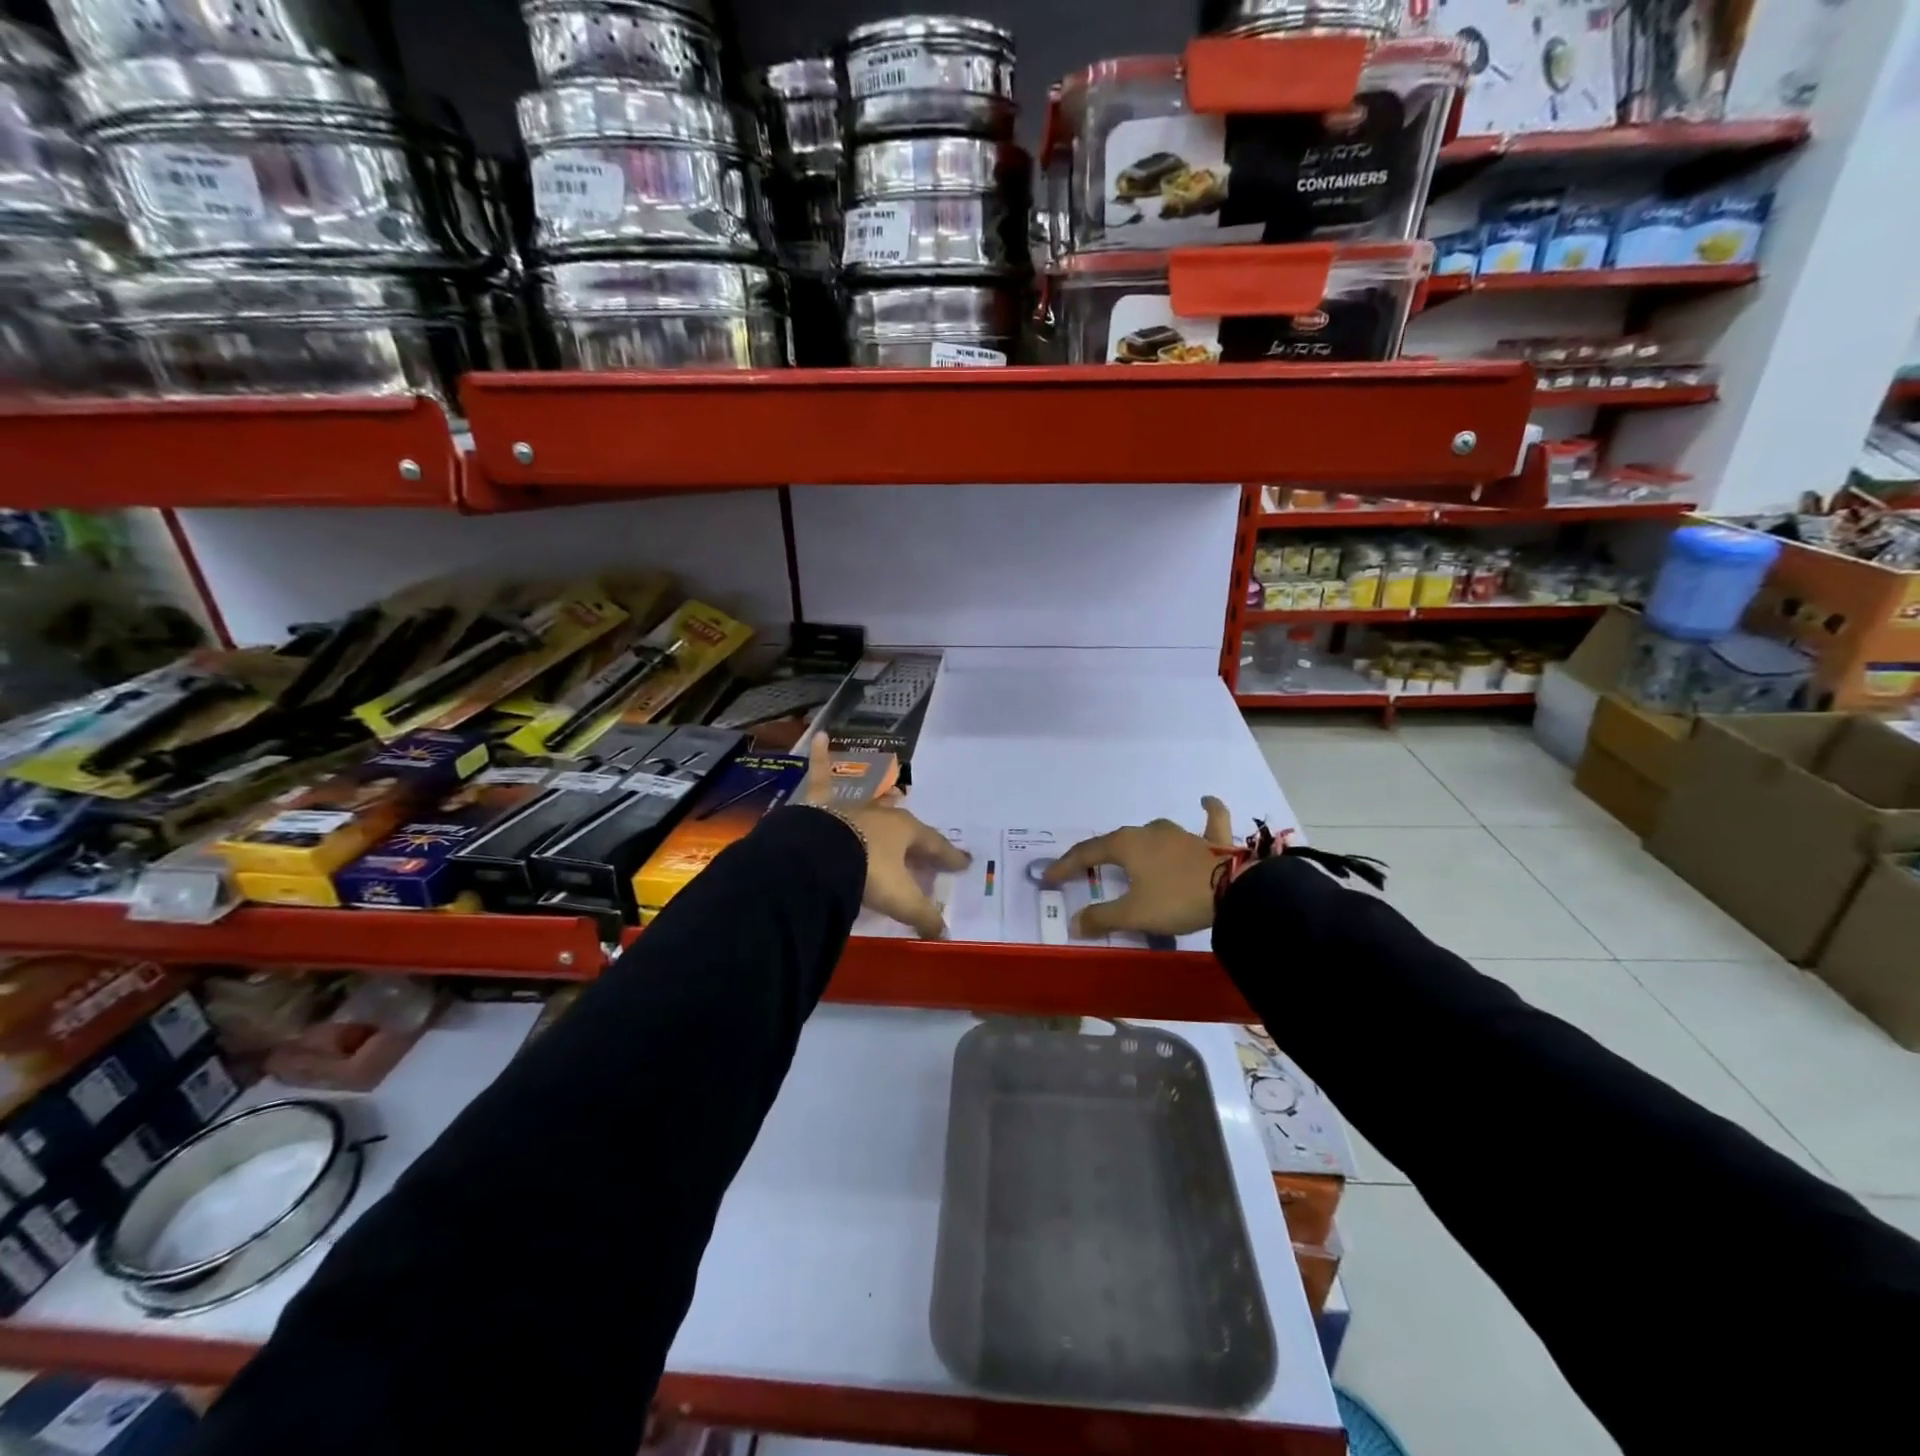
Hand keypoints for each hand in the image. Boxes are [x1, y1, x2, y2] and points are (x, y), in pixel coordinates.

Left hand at [798, 737, 971, 938]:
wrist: (820, 856)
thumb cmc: (867, 873)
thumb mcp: (900, 899)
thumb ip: (923, 916)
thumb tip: (945, 934)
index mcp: (906, 833)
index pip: (934, 846)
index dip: (949, 856)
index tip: (962, 863)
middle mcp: (883, 812)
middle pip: (904, 822)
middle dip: (914, 831)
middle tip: (921, 839)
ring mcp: (852, 803)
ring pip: (872, 796)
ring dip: (882, 794)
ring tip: (893, 789)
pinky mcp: (822, 801)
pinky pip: (823, 774)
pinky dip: (822, 756)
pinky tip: (822, 736)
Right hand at [1043, 798, 1234, 938]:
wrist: (1234, 892)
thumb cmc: (1175, 899)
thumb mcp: (1133, 914)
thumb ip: (1101, 917)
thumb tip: (1073, 923)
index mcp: (1126, 845)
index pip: (1086, 853)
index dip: (1065, 866)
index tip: (1049, 879)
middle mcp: (1150, 832)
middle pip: (1117, 842)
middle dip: (1100, 857)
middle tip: (1088, 873)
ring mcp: (1182, 833)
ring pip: (1154, 833)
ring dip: (1141, 844)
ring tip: (1133, 856)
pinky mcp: (1211, 841)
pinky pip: (1209, 820)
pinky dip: (1207, 811)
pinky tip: (1205, 800)